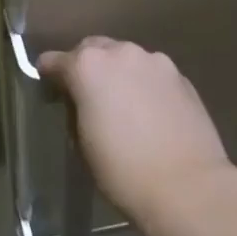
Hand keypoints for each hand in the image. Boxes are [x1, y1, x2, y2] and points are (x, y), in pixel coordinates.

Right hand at [37, 38, 234, 229]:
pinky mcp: (181, 76)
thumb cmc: (123, 171)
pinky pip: (152, 73)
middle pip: (94, 48)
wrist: (187, 187)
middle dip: (85, 66)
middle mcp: (121, 53)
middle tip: (85, 94)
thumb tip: (81, 100)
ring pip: (126, 58)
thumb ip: (77, 108)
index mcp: (89, 67)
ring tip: (121, 102)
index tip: (49, 86)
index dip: (49, 73)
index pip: (57, 60)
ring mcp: (155, 61)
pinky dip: (144, 84)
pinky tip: (148, 110)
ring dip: (118, 72)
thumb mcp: (83, 142)